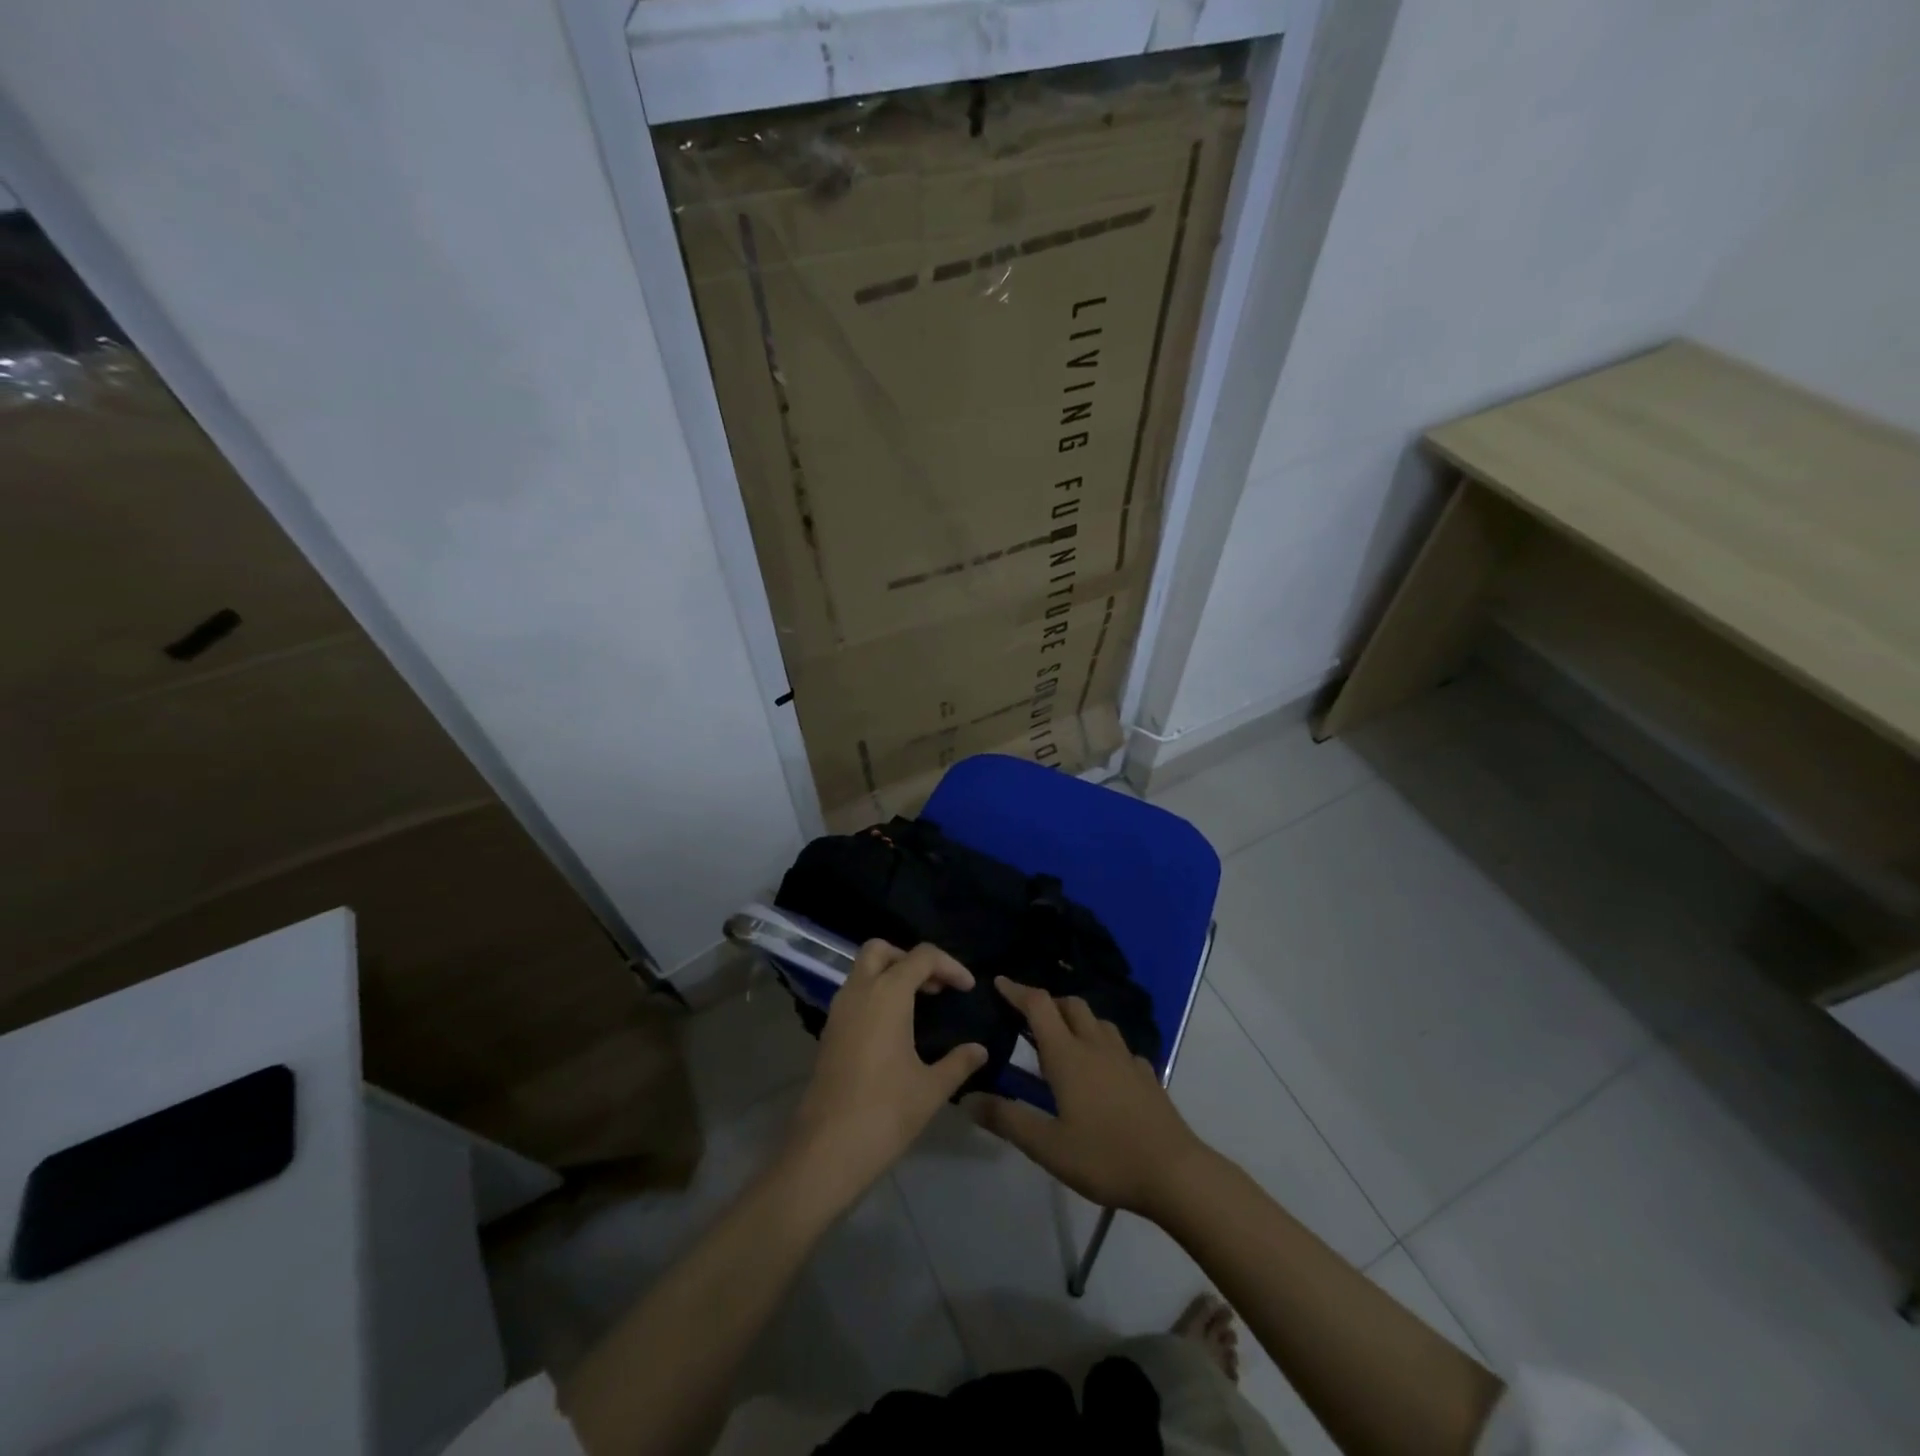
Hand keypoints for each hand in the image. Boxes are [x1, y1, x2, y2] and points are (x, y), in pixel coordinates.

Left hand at [782, 941, 987, 1214]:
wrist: (826, 1151)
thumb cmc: (885, 1112)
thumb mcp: (931, 1088)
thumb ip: (959, 1062)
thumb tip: (980, 1050)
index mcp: (886, 994)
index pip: (921, 956)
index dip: (949, 966)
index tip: (968, 989)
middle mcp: (858, 991)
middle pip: (881, 950)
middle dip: (910, 959)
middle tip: (935, 986)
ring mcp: (838, 1011)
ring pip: (862, 971)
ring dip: (891, 975)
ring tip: (921, 1005)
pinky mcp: (829, 1033)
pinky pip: (854, 995)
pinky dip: (876, 995)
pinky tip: (896, 1028)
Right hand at [971, 977, 1209, 1216]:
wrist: (1174, 1172)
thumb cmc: (1105, 1157)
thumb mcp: (1047, 1146)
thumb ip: (1007, 1119)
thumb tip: (967, 1097)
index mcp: (1068, 1055)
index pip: (1039, 1006)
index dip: (1017, 990)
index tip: (999, 983)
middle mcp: (1096, 1046)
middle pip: (1071, 1005)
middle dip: (1048, 1004)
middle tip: (1028, 1019)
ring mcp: (1126, 1058)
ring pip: (1098, 1022)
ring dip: (1077, 1020)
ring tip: (1063, 1040)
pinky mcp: (1146, 1075)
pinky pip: (1120, 1047)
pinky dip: (1103, 1046)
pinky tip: (1102, 1069)